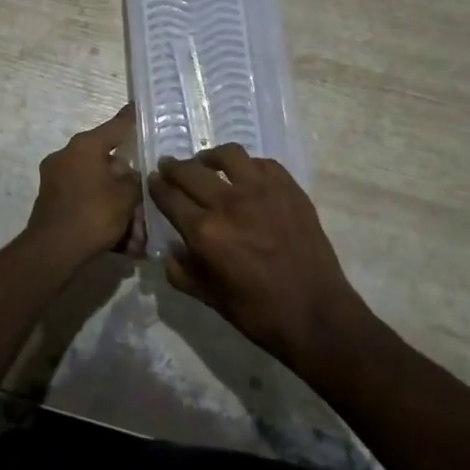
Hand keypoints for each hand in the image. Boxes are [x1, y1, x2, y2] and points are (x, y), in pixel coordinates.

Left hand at [25, 106, 143, 263]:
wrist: (52, 252)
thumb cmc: (93, 214)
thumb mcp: (126, 196)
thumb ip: (135, 180)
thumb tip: (132, 175)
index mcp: (85, 146)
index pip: (116, 126)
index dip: (131, 118)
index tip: (138, 105)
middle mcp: (67, 155)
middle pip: (107, 162)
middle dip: (127, 183)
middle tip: (144, 199)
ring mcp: (56, 179)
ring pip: (97, 186)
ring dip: (116, 204)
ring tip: (136, 233)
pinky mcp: (52, 202)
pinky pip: (85, 201)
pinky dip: (101, 214)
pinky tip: (121, 241)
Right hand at [148, 146, 368, 364]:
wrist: (316, 313)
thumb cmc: (259, 313)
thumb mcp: (211, 299)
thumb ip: (182, 272)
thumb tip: (169, 250)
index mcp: (205, 232)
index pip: (170, 197)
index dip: (157, 186)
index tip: (153, 180)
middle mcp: (229, 203)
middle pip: (191, 171)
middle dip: (174, 167)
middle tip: (169, 166)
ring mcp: (262, 190)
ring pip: (228, 155)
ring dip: (210, 157)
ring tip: (207, 162)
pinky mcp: (288, 187)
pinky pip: (262, 163)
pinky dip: (248, 166)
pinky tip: (246, 175)